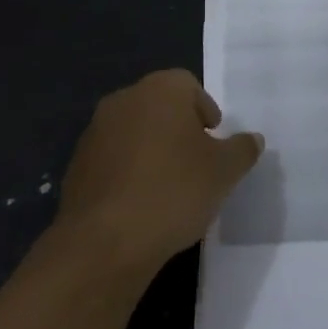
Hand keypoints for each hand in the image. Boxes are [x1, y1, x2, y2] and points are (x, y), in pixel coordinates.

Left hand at [56, 70, 262, 272]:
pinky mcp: (76, 166)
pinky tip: (140, 204)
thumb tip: (252, 139)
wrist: (104, 242)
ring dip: (151, 150)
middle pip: (159, 106)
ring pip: (134, 132)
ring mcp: (94, 133)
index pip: (188, 85)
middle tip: (197, 163)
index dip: (205, 111)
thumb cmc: (174, 191)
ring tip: (169, 188)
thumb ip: (242, 149)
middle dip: (178, 129)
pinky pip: (113, 160)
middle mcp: (124, 100)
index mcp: (160, 90)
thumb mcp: (225, 171)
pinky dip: (128, 173)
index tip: (214, 142)